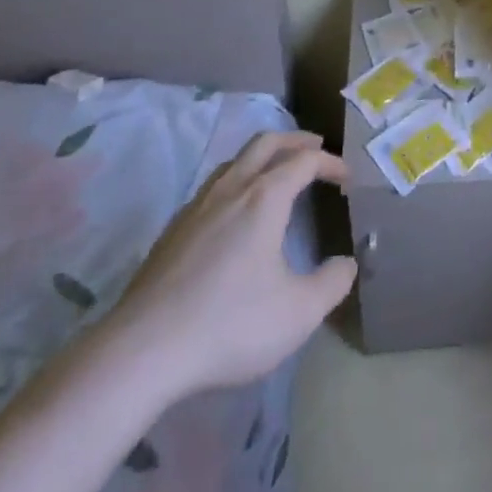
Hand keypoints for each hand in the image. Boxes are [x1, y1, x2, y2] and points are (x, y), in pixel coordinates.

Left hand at [103, 130, 356, 398]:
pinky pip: (212, 188)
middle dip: (294, 141)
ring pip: (234, 162)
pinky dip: (236, 182)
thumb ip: (332, 283)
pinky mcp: (173, 231)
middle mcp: (231, 189)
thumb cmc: (230, 324)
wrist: (143, 350)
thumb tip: (346, 264)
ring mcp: (196, 207)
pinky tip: (235, 215)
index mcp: (265, 198)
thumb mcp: (299, 312)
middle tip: (315, 147)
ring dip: (262, 158)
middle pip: (265, 143)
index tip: (347, 178)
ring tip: (276, 174)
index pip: (304, 161)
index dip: (330, 163)